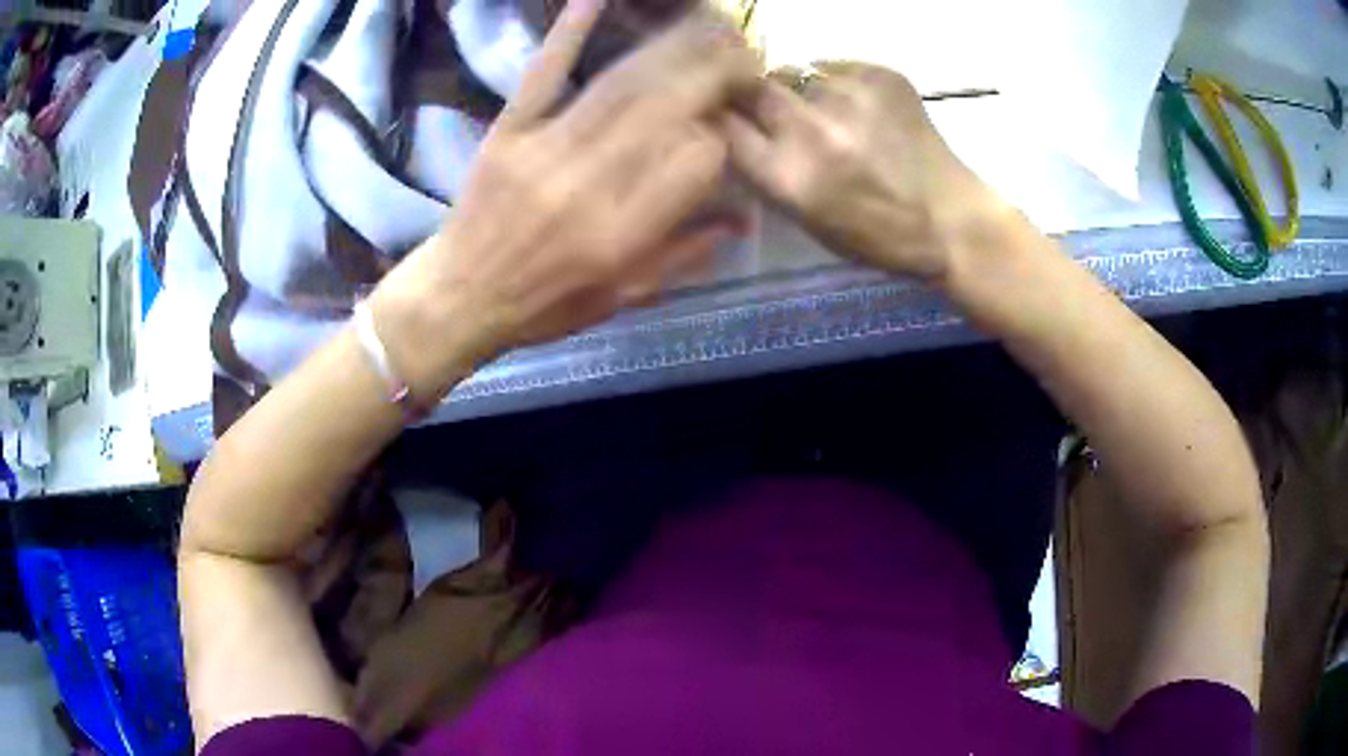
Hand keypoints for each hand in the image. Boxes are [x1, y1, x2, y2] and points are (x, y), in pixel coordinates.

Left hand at [372, 0, 760, 400]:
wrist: (459, 298)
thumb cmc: (546, 305)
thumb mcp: (624, 296)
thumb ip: (687, 254)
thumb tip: (747, 216)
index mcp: (624, 234)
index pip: (697, 161)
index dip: (723, 135)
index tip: (731, 124)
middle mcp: (592, 186)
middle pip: (668, 109)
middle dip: (715, 71)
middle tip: (743, 49)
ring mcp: (546, 150)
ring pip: (621, 84)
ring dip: (670, 46)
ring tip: (706, 23)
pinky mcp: (509, 131)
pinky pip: (544, 73)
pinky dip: (570, 30)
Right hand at [724, 62, 1006, 282]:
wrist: (950, 218)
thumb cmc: (876, 234)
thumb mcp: (805, 218)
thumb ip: (766, 171)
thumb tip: (738, 126)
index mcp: (788, 176)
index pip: (724, 125)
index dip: (723, 119)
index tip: (729, 119)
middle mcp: (811, 129)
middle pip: (751, 86)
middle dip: (754, 95)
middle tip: (773, 107)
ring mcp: (848, 95)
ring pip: (793, 71)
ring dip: (797, 88)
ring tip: (827, 110)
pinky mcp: (879, 74)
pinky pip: (834, 66)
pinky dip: (836, 82)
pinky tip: (860, 107)